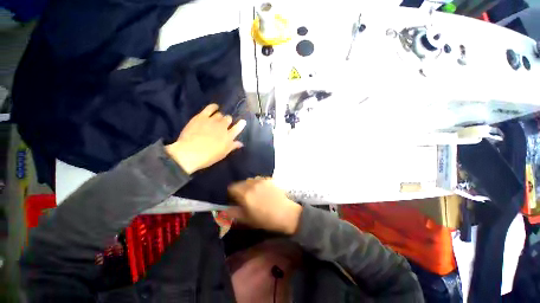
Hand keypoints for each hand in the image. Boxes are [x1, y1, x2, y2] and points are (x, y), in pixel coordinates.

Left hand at [165, 104, 245, 173]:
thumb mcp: (223, 153)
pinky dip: (214, 107)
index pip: (238, 128)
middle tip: (224, 125)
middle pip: (229, 119)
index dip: (241, 124)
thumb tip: (241, 143)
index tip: (243, 121)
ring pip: (220, 114)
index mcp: (229, 136)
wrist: (190, 153)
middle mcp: (223, 126)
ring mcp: (213, 120)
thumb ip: (232, 146)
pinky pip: (210, 108)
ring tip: (217, 119)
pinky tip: (215, 107)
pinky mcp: (202, 116)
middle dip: (228, 121)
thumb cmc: (208, 156)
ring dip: (220, 116)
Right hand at [227, 178, 302, 234]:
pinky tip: (266, 192)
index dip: (232, 194)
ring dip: (251, 186)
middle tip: (247, 199)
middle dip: (241, 190)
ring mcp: (262, 180)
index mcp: (245, 194)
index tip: (236, 201)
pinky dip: (259, 184)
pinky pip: (261, 179)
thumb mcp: (247, 220)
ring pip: (251, 180)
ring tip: (257, 195)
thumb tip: (224, 211)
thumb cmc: (266, 219)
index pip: (232, 188)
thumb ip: (234, 214)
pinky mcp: (270, 179)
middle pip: (241, 183)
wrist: (287, 213)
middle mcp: (252, 184)